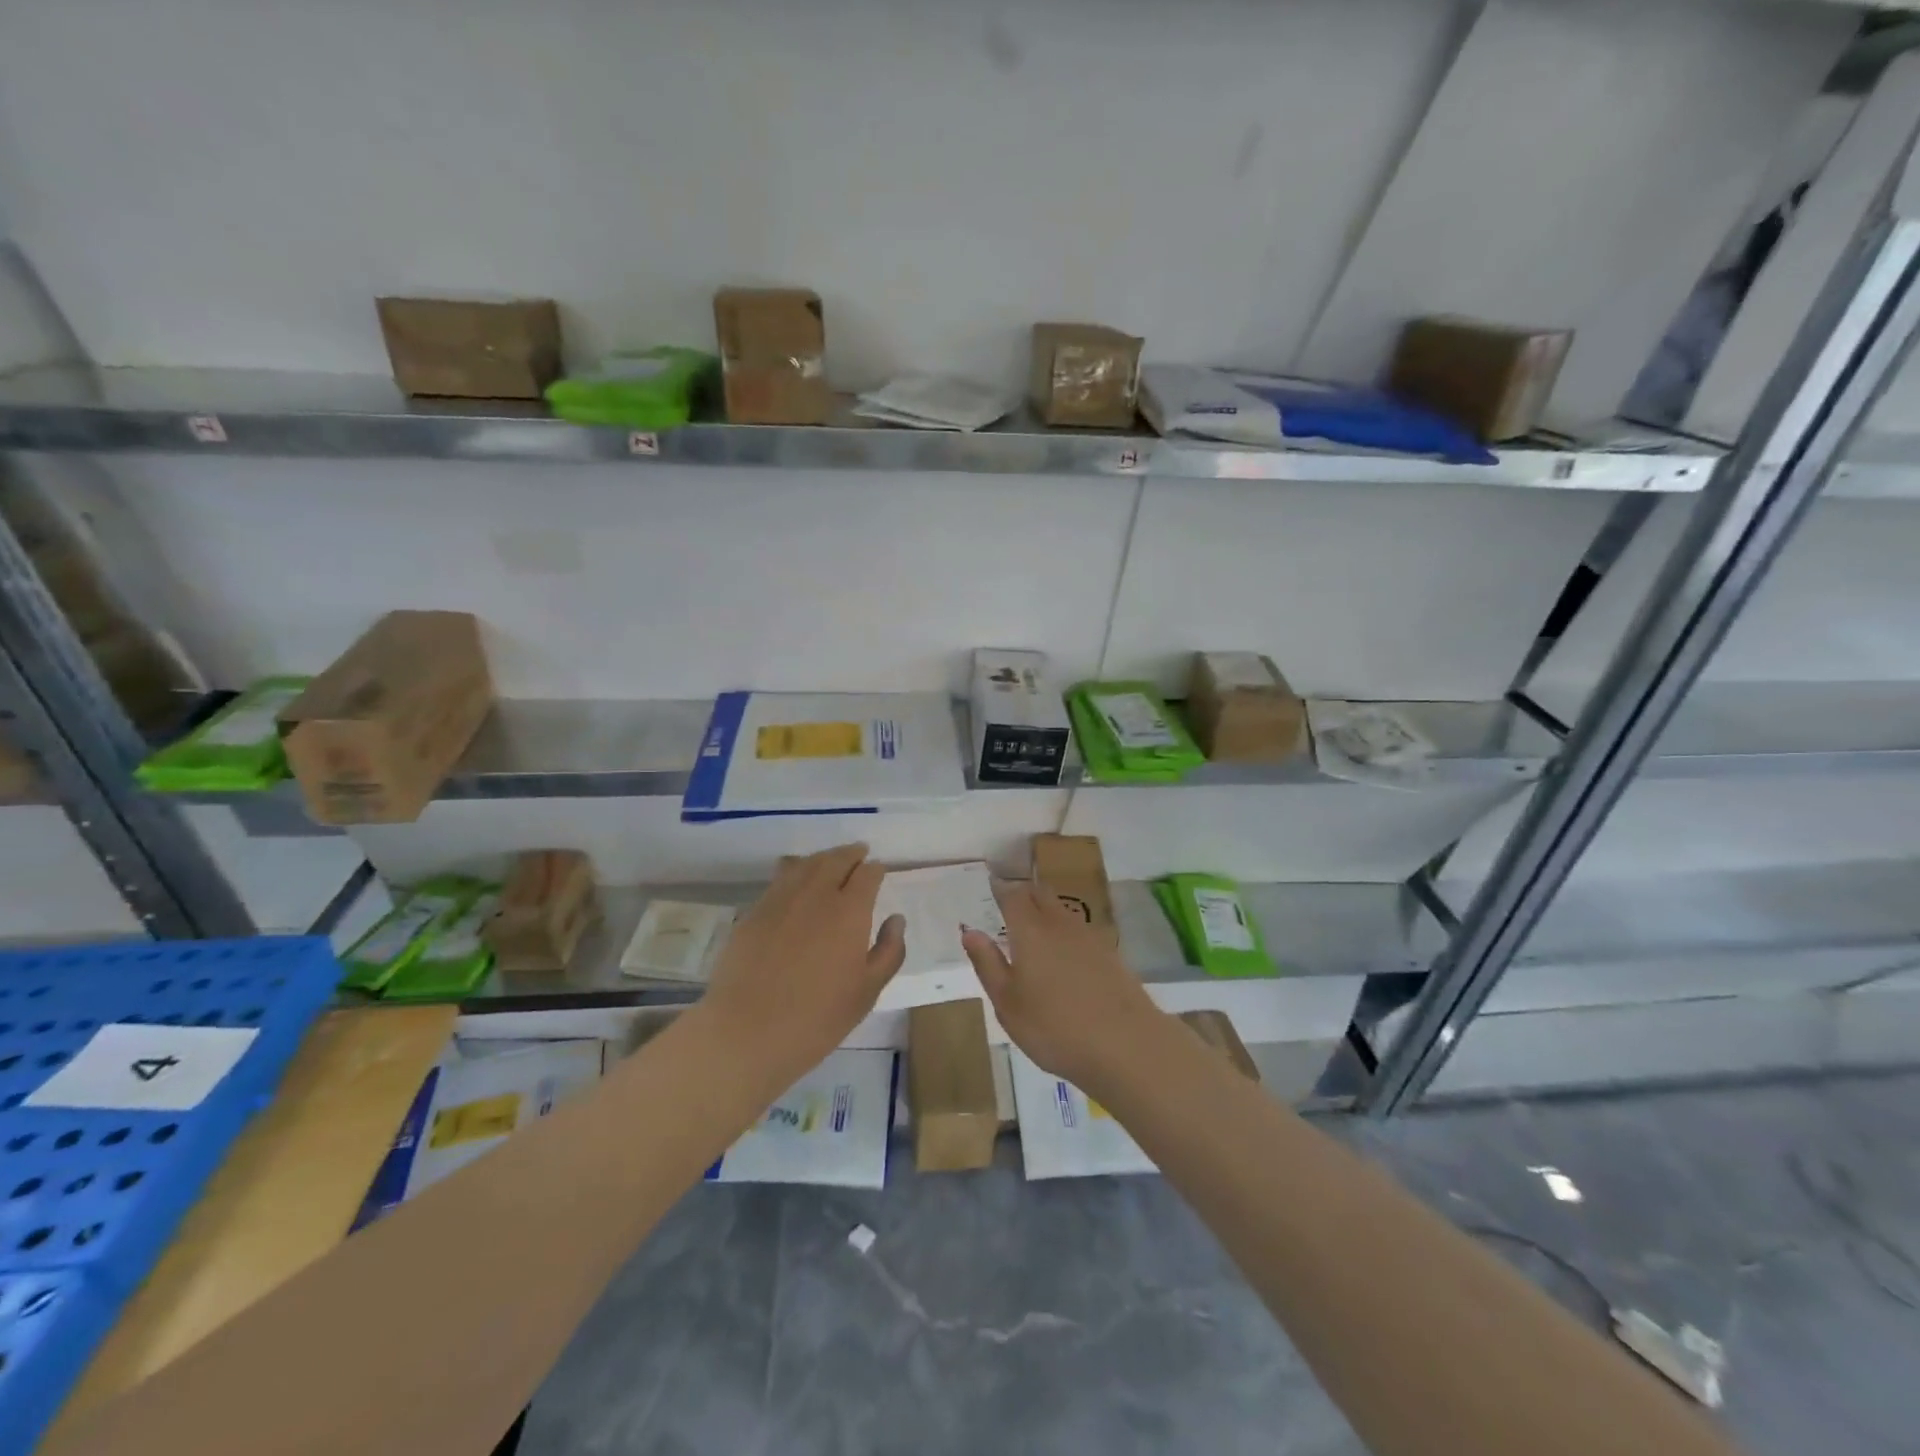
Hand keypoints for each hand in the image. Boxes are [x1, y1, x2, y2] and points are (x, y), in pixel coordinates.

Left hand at [699, 843, 906, 1088]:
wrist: (746, 1032)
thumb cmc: (817, 1018)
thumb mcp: (867, 992)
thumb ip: (888, 952)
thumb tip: (896, 919)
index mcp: (850, 910)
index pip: (868, 874)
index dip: (876, 870)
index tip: (879, 873)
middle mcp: (816, 893)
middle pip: (836, 859)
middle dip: (851, 854)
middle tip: (859, 854)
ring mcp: (781, 899)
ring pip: (806, 863)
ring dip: (823, 858)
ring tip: (830, 862)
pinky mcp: (754, 911)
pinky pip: (779, 878)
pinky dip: (794, 870)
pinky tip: (795, 880)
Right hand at [962, 879, 1165, 1094]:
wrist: (1126, 1045)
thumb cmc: (1054, 1027)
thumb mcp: (1008, 1003)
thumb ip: (988, 964)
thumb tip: (970, 931)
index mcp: (1030, 931)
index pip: (1013, 896)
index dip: (1001, 889)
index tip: (993, 884)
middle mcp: (1060, 925)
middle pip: (1041, 895)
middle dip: (1025, 892)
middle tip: (1012, 898)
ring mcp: (1089, 938)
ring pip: (1062, 911)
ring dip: (1047, 910)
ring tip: (1035, 924)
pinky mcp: (1110, 955)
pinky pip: (1080, 932)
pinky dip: (1066, 933)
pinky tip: (1066, 953)